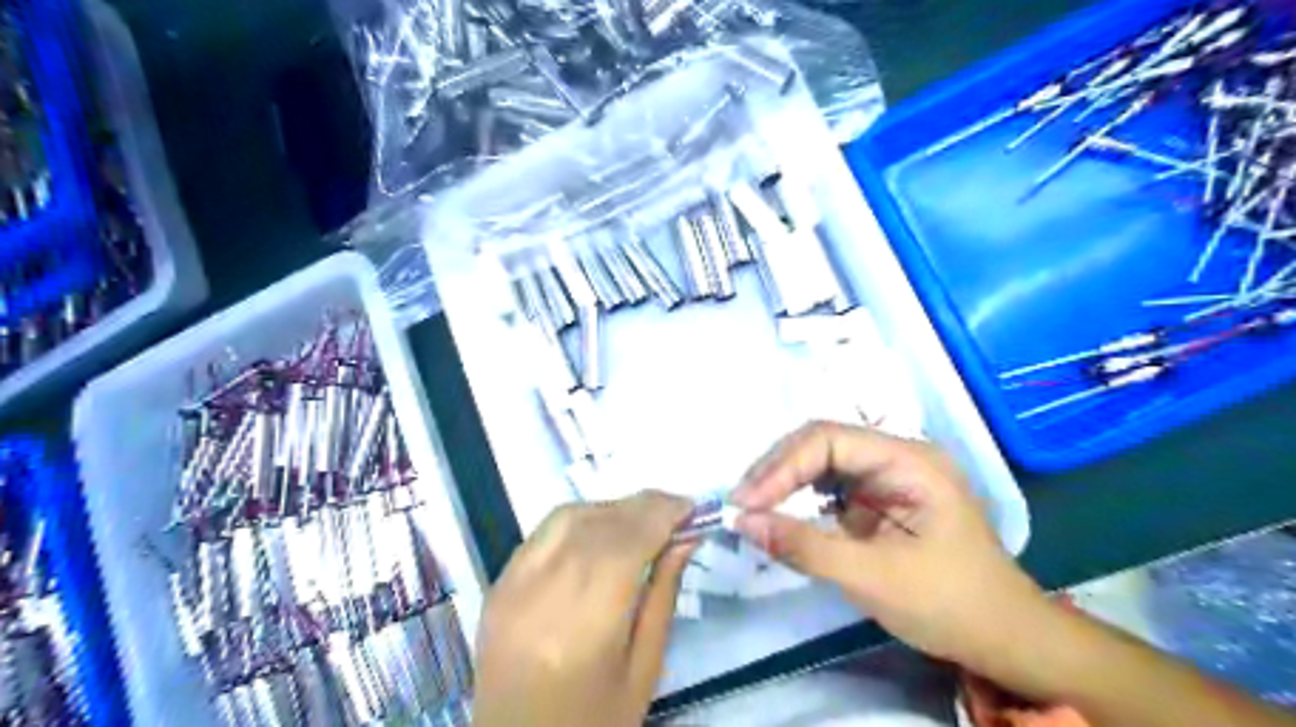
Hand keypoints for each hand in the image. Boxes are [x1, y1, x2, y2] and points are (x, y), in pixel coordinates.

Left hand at [474, 492, 697, 723]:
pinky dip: (580, 520)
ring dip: (612, 508)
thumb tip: (685, 537)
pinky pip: (543, 533)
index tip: (692, 506)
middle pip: (597, 525)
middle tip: (676, 508)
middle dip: (642, 507)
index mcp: (581, 631)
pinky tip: (602, 530)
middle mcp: (539, 597)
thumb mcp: (644, 670)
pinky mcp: (497, 585)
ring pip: (567, 518)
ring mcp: (510, 588)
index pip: (625, 545)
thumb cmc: (594, 722)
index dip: (660, 515)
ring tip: (644, 518)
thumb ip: (663, 595)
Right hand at [733, 423, 1045, 672]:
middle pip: (821, 443)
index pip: (828, 440)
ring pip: (821, 461)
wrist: (1005, 638)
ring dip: (784, 481)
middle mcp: (896, 455)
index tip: (746, 503)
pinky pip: (829, 486)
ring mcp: (888, 476)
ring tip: (752, 508)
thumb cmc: (950, 605)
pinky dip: (799, 498)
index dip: (781, 466)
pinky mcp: (879, 499)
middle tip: (742, 505)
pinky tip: (780, 514)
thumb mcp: (874, 578)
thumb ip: (806, 546)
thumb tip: (743, 522)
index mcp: (908, 460)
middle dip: (777, 470)